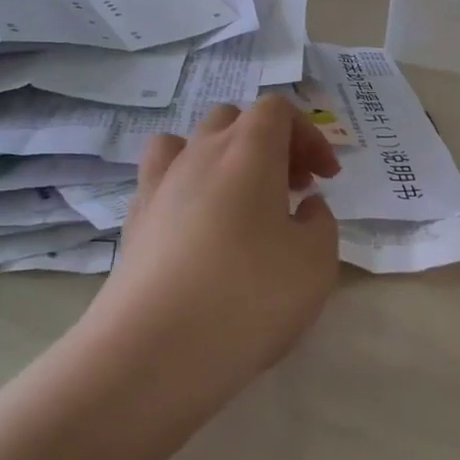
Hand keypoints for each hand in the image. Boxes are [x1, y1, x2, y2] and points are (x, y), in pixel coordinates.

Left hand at [91, 95, 342, 400]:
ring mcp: (159, 184)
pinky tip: (199, 230)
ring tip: (240, 201)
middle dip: (269, 144)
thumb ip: (319, 223)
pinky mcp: (133, 221)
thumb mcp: (315, 262)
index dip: (309, 135)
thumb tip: (303, 208)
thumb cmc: (249, 296)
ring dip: (223, 159)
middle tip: (292, 189)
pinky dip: (186, 189)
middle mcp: (199, 153)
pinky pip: (161, 181)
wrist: (154, 350)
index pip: (278, 109)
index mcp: (248, 150)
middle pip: (234, 120)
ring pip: (190, 143)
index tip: (325, 179)